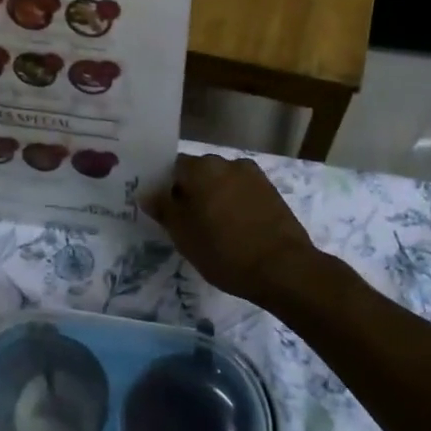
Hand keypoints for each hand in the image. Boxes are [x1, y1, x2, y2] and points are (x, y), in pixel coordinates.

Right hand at [144, 153, 317, 301]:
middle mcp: (228, 162)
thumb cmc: (224, 251)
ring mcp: (254, 176)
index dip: (166, 188)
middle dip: (192, 191)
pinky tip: (235, 229)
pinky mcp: (271, 192)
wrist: (283, 268)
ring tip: (214, 228)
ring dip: (215, 197)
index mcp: (202, 168)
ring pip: (223, 182)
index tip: (165, 211)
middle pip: (200, 172)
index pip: (173, 168)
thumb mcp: (183, 235)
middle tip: (187, 222)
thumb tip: (147, 193)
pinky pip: (243, 192)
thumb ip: (164, 209)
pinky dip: (235, 204)